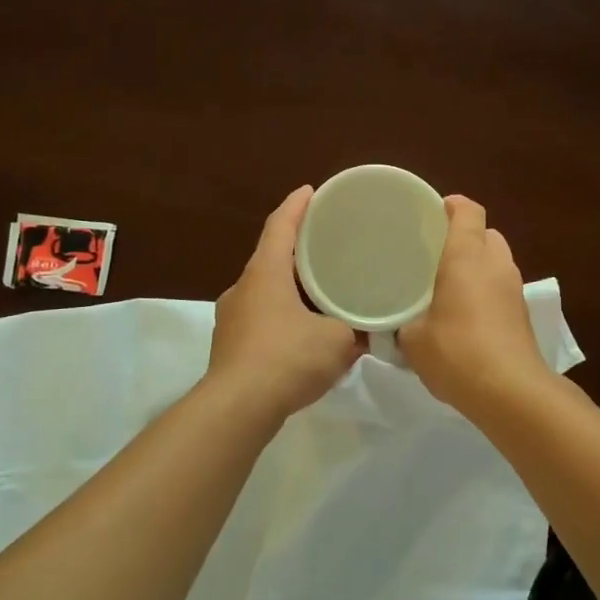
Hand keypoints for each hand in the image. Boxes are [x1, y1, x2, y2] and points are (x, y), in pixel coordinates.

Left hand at [206, 186, 363, 419]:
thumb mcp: (338, 341)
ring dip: (291, 289)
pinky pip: (261, 319)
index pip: (280, 226)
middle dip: (297, 251)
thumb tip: (370, 332)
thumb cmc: (288, 358)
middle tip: (327, 248)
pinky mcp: (230, 346)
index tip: (311, 191)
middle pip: (271, 258)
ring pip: (265, 291)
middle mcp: (242, 288)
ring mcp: (231, 318)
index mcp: (265, 273)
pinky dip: (283, 317)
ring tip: (320, 295)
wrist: (238, 408)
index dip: (297, 206)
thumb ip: (355, 330)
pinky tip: (304, 335)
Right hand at [401, 196, 552, 416]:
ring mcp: (515, 289)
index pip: (468, 211)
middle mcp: (496, 264)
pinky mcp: (522, 314)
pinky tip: (466, 314)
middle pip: (486, 233)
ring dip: (478, 265)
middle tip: (435, 253)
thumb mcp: (412, 339)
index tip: (432, 212)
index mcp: (468, 256)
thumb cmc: (457, 352)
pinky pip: (502, 287)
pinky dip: (487, 290)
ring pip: (497, 261)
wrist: (511, 392)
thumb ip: (402, 323)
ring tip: (449, 284)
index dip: (452, 206)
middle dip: (465, 237)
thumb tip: (397, 323)